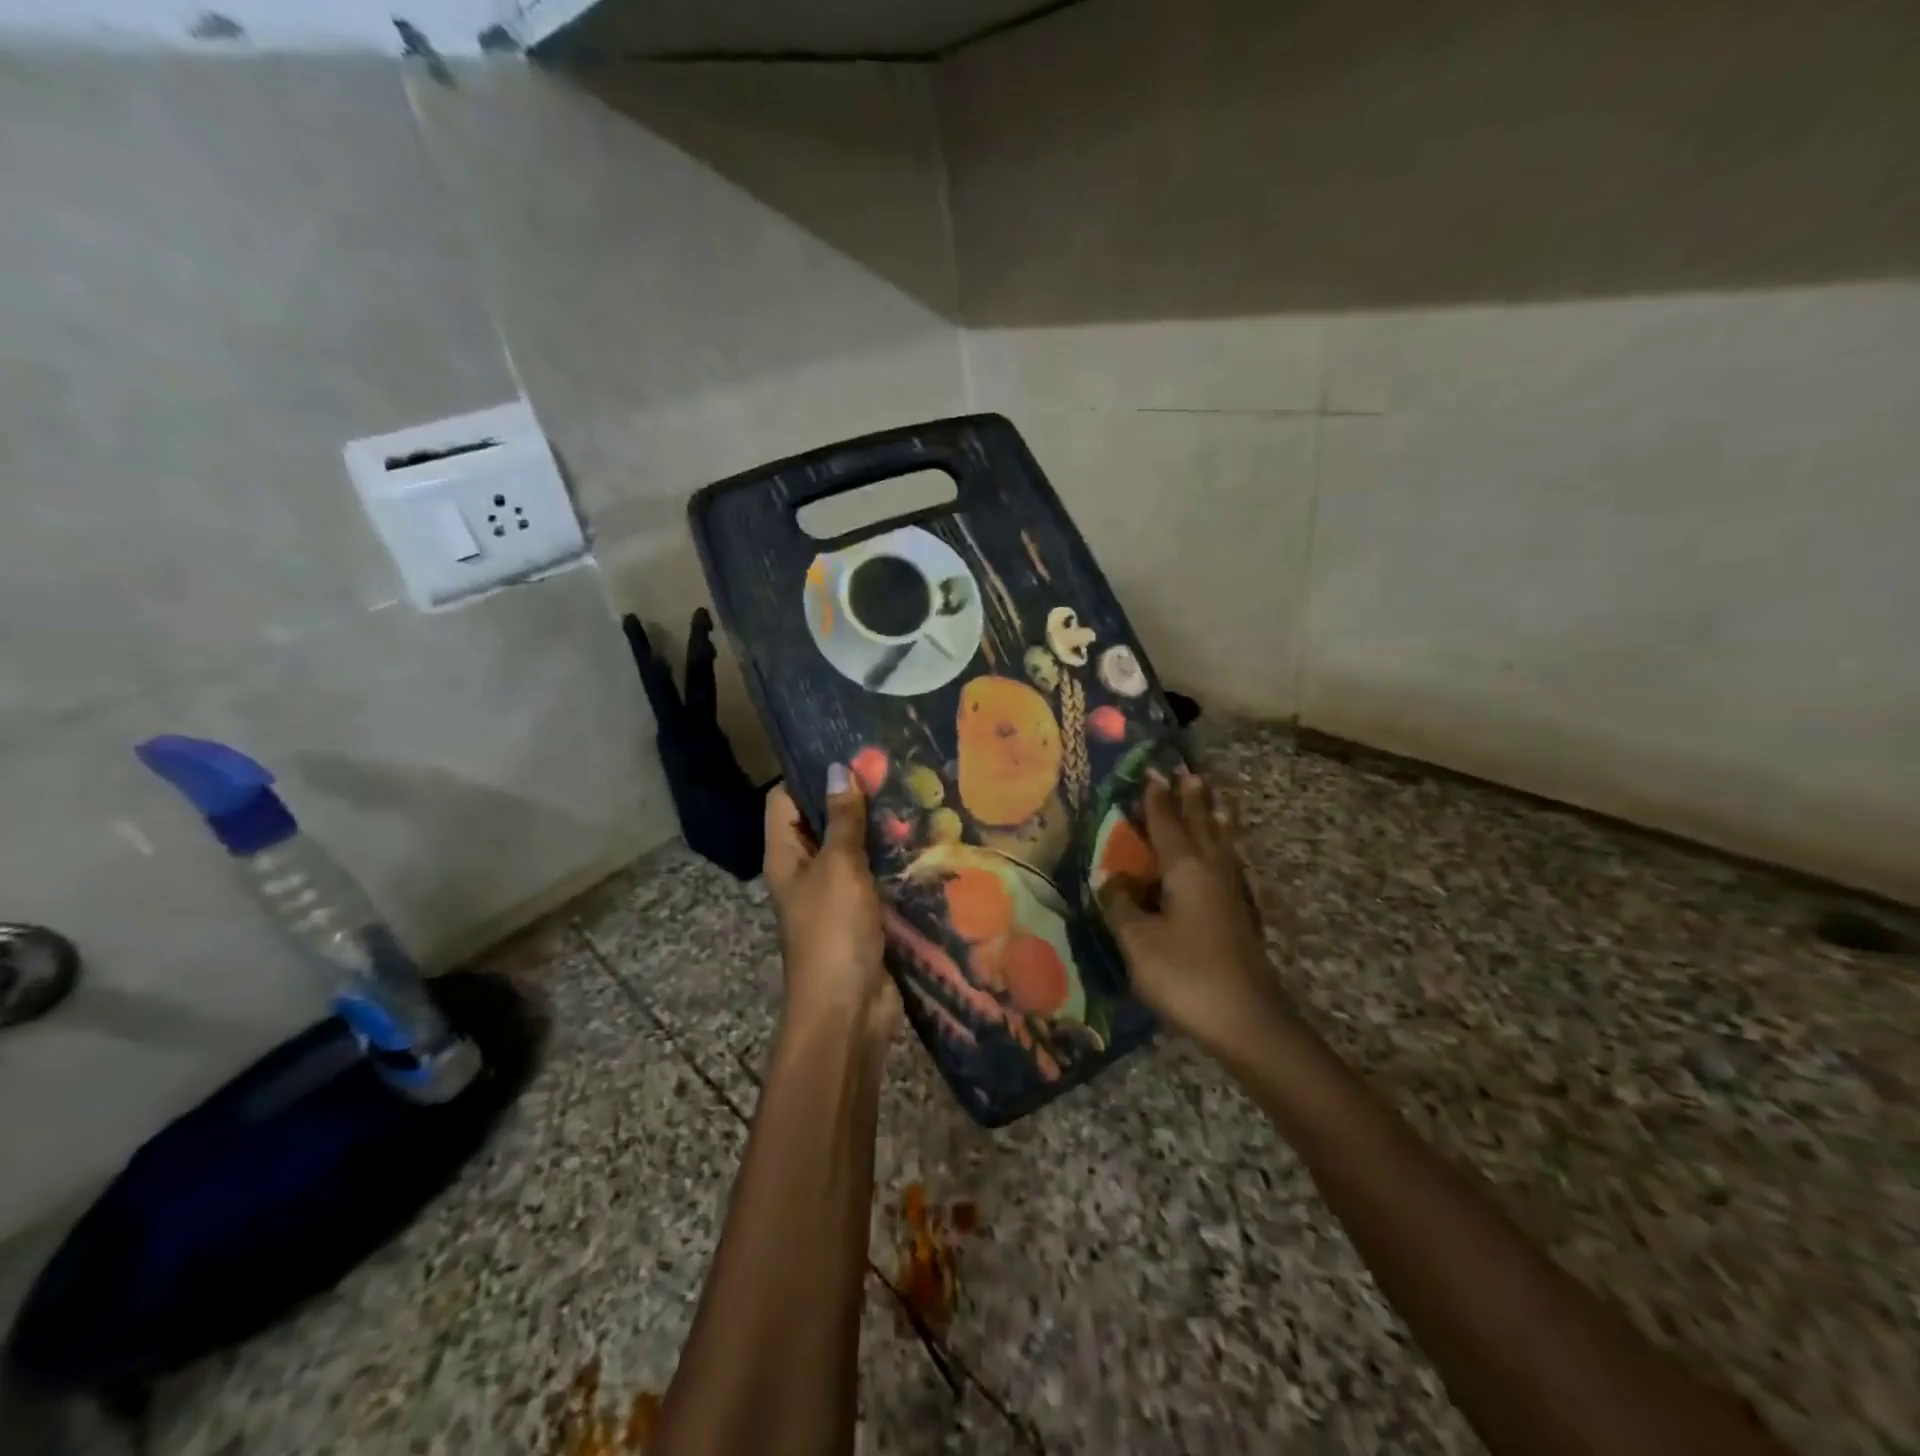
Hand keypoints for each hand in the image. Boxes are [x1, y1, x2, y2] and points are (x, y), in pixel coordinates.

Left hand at [763, 767, 899, 1042]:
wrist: (848, 1010)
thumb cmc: (833, 932)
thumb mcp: (838, 867)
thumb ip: (841, 820)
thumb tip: (838, 770)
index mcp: (786, 855)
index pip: (784, 800)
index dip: (808, 774)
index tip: (847, 750)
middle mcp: (806, 870)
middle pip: (821, 822)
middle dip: (851, 797)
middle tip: (892, 767)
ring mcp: (835, 894)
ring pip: (853, 849)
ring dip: (877, 828)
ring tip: (913, 793)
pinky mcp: (864, 914)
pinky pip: (876, 876)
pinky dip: (892, 859)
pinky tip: (923, 838)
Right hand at [1096, 769, 1284, 1055]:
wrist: (1248, 1021)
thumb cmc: (1187, 975)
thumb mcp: (1138, 942)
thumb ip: (1122, 907)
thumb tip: (1113, 881)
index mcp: (1186, 870)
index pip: (1167, 825)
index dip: (1156, 801)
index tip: (1153, 773)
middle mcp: (1212, 872)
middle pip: (1202, 826)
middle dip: (1192, 800)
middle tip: (1189, 774)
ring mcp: (1232, 895)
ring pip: (1222, 845)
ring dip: (1215, 819)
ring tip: (1216, 801)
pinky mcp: (1241, 917)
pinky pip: (1229, 865)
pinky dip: (1224, 848)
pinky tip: (1224, 858)